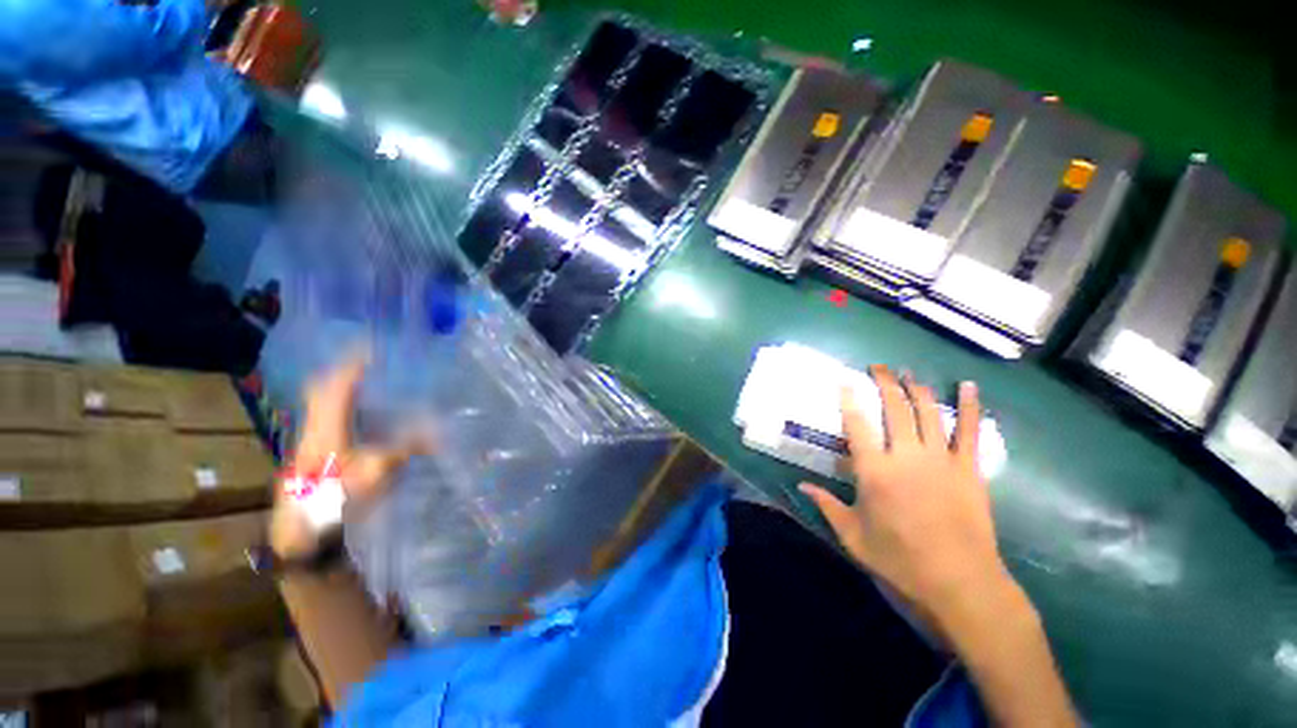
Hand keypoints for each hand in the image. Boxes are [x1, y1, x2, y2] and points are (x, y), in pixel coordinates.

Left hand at [270, 353, 426, 558]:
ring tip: (368, 382)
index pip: (335, 385)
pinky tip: (360, 417)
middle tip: (369, 362)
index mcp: (325, 428)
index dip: (351, 364)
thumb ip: (408, 448)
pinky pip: (325, 420)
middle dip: (343, 371)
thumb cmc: (336, 501)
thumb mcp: (378, 473)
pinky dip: (341, 409)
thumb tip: (442, 431)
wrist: (302, 537)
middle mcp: (312, 429)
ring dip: (341, 390)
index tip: (371, 348)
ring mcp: (308, 443)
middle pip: (321, 390)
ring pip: (321, 406)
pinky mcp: (311, 456)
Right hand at [800, 367, 1016, 630]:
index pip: (856, 425)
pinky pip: (970, 431)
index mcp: (875, 472)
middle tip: (878, 367)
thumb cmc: (900, 560)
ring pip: (928, 413)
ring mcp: (941, 460)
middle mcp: (906, 457)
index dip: (848, 399)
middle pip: (894, 409)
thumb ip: (827, 506)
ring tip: (908, 372)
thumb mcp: (853, 537)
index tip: (843, 380)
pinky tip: (967, 386)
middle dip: (885, 383)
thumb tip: (803, 485)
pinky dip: (969, 406)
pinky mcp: (969, 469)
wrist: (961, 583)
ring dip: (916, 389)